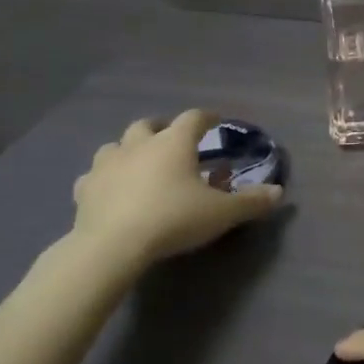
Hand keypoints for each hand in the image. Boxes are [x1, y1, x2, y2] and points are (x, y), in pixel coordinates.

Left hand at [70, 110, 282, 272]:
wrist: (112, 245)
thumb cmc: (173, 219)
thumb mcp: (221, 213)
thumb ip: (251, 202)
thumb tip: (278, 192)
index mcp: (174, 142)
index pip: (194, 118)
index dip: (207, 117)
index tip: (216, 121)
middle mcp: (139, 144)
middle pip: (148, 124)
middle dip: (161, 129)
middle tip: (172, 142)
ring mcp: (108, 164)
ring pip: (116, 145)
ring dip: (129, 150)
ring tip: (139, 164)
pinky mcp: (85, 189)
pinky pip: (94, 176)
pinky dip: (105, 179)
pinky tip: (110, 191)